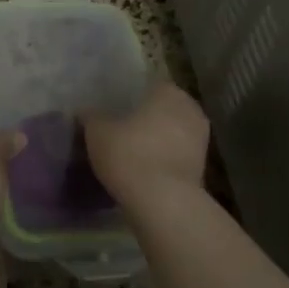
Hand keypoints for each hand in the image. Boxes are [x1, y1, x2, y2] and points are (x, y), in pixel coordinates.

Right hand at [83, 81, 209, 218]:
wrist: (163, 202)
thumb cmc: (130, 154)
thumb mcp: (98, 133)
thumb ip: (92, 117)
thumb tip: (85, 111)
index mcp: (168, 91)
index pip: (149, 85)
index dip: (131, 97)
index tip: (116, 109)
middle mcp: (190, 108)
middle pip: (164, 109)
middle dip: (147, 118)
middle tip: (122, 130)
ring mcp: (201, 139)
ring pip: (173, 133)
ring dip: (158, 140)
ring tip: (132, 153)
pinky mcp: (202, 167)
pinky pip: (177, 155)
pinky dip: (164, 160)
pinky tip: (145, 171)